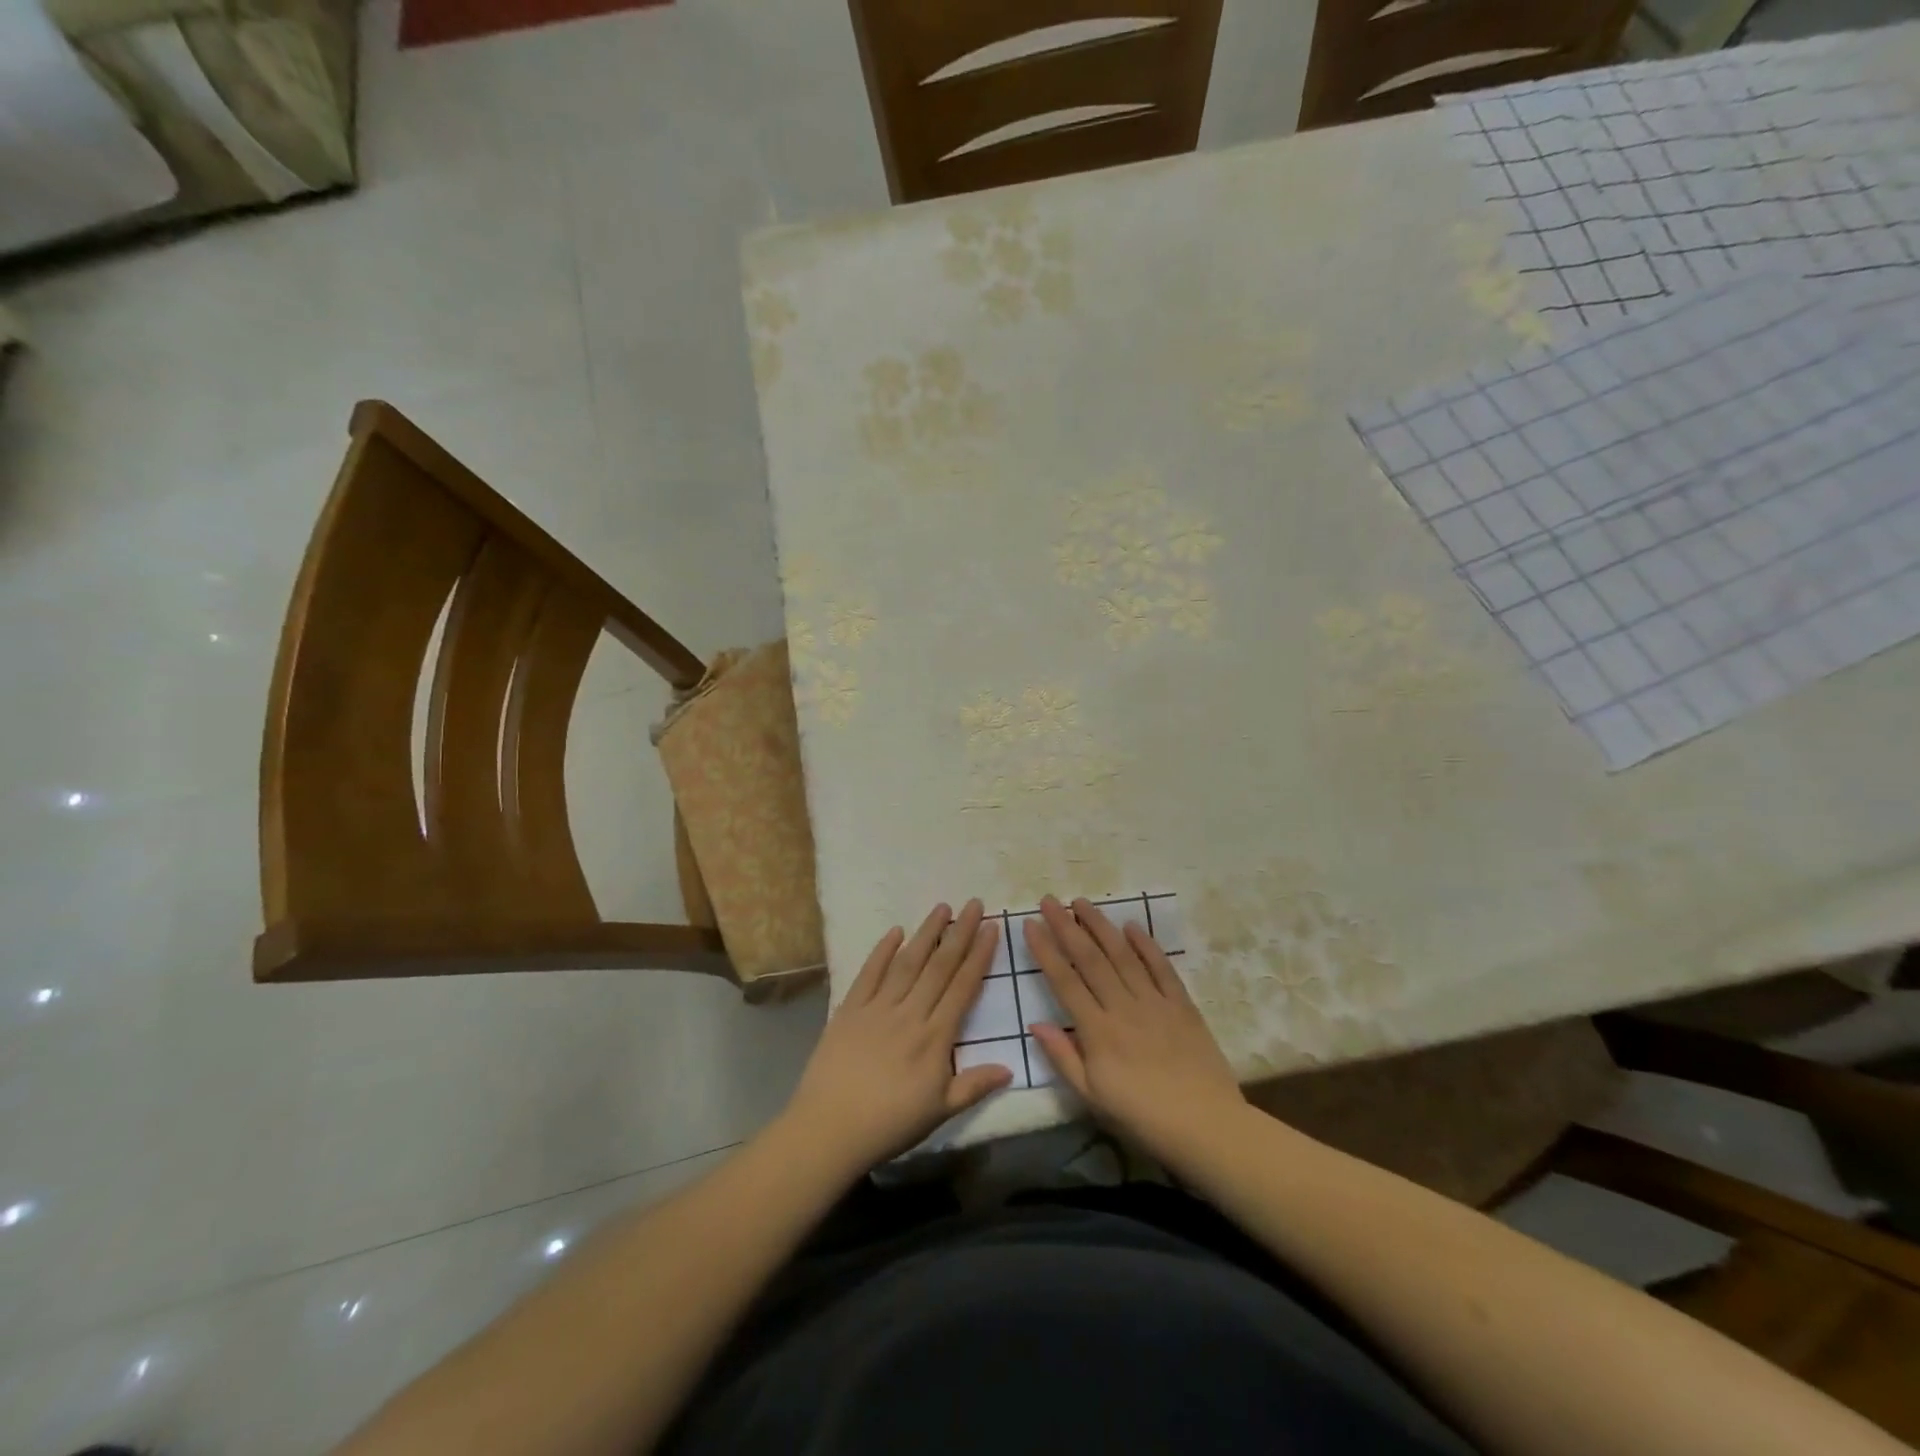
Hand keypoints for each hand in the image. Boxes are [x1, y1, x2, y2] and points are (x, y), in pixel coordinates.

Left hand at [783, 900, 1011, 1171]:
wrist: (829, 1129)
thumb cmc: (889, 1124)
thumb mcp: (939, 1112)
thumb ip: (974, 1086)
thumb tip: (1009, 1069)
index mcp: (935, 1037)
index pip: (963, 987)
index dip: (979, 956)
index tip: (992, 928)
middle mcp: (910, 1013)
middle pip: (939, 966)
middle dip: (960, 933)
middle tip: (974, 904)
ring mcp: (878, 1007)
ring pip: (908, 962)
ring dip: (927, 933)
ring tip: (942, 908)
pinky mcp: (849, 1009)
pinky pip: (869, 973)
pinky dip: (882, 950)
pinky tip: (895, 931)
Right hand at [1024, 895, 1244, 1163]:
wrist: (1205, 1126)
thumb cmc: (1142, 1117)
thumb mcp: (1092, 1097)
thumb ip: (1063, 1057)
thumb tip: (1035, 1024)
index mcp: (1097, 1031)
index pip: (1065, 981)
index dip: (1046, 950)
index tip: (1030, 924)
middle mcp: (1122, 1007)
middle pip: (1090, 959)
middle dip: (1066, 927)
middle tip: (1049, 901)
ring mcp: (1154, 1002)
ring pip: (1122, 955)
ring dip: (1100, 926)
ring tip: (1082, 903)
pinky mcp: (1182, 1005)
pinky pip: (1161, 968)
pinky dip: (1146, 945)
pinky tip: (1131, 926)